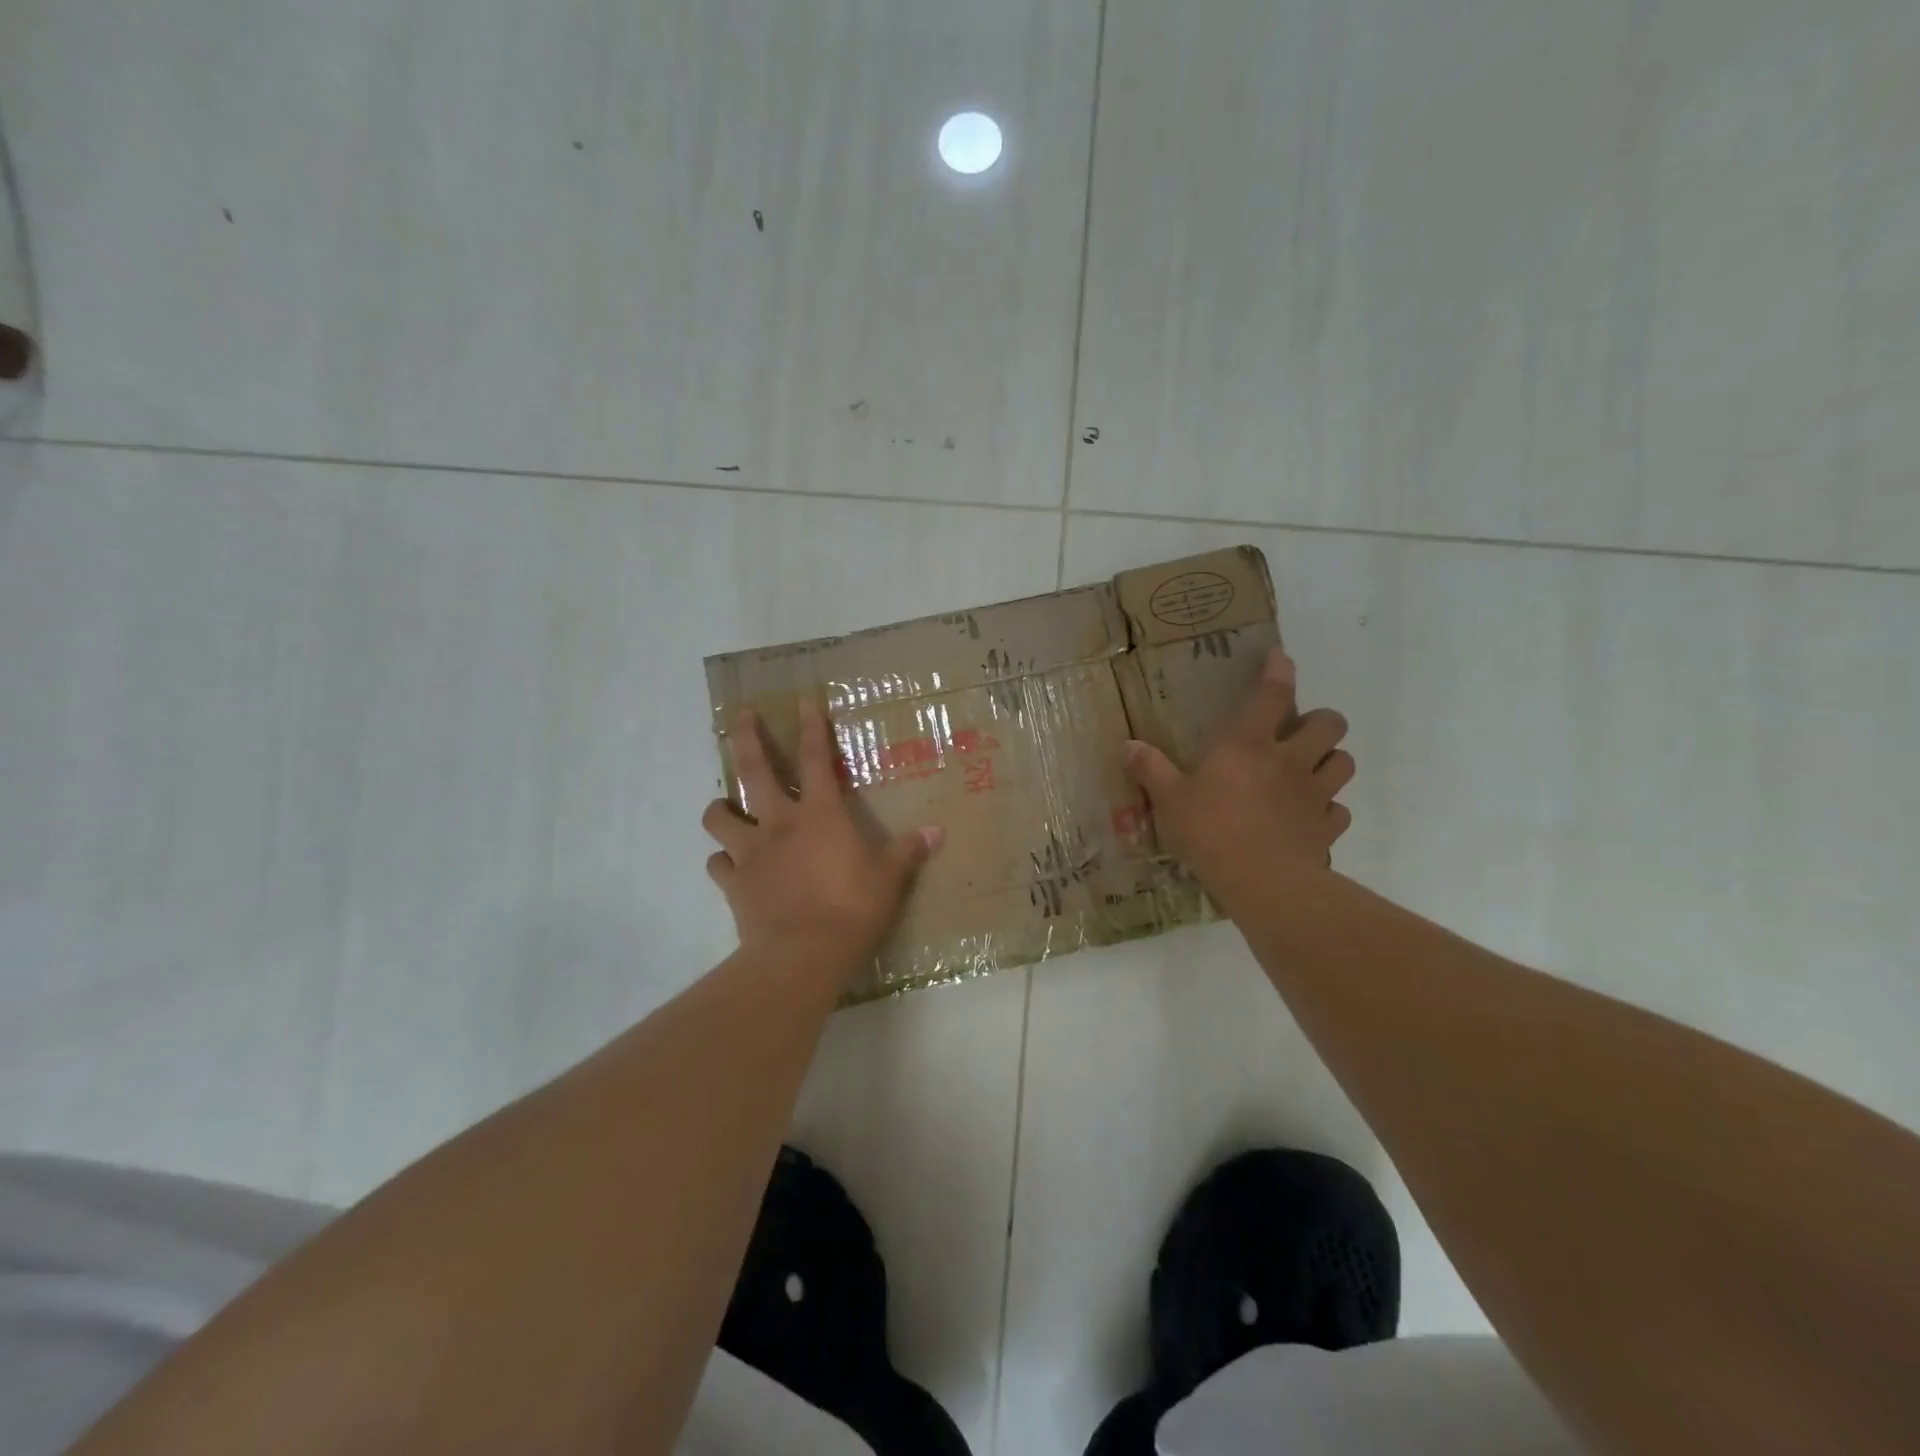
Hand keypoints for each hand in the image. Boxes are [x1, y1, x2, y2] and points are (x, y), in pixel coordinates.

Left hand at [702, 703, 942, 968]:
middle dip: (746, 738)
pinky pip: (717, 864)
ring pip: (718, 816)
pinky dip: (722, 860)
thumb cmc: (852, 908)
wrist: (803, 954)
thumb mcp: (889, 878)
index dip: (811, 728)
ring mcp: (750, 852)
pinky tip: (731, 865)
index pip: (816, 759)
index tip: (803, 702)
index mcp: (819, 814)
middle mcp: (778, 823)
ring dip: (720, 806)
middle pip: (753, 769)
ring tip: (725, 806)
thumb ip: (909, 851)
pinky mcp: (733, 883)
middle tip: (741, 716)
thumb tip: (937, 832)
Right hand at [1125, 647, 1352, 912]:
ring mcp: (1316, 795)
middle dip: (1321, 721)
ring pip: (1344, 762)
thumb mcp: (1170, 800)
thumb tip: (1128, 745)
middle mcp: (1290, 761)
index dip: (1279, 671)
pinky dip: (1329, 809)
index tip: (1280, 658)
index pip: (1272, 695)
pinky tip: (1310, 818)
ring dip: (1331, 760)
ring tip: (1311, 770)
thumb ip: (1151, 770)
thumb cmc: (1211, 832)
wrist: (1263, 883)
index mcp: (1249, 745)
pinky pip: (1340, 810)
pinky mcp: (1328, 828)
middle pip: (1330, 724)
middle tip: (1299, 733)